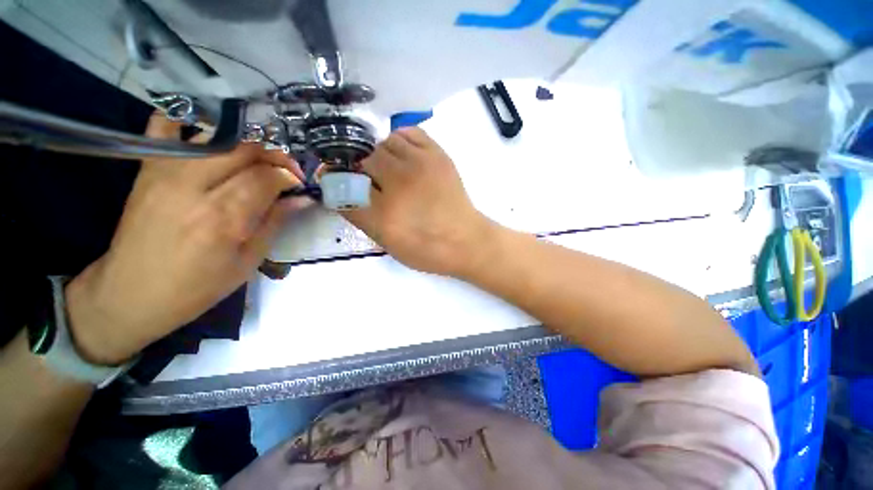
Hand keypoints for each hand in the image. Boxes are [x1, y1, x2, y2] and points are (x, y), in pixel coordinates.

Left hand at [65, 114, 308, 364]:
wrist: (130, 294)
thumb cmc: (196, 287)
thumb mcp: (247, 262)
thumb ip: (274, 222)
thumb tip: (301, 199)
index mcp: (221, 218)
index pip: (265, 177)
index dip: (289, 176)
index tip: (299, 185)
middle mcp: (192, 187)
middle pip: (243, 151)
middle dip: (274, 156)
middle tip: (286, 171)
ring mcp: (164, 173)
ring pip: (216, 139)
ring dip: (246, 146)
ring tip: (258, 163)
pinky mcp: (147, 170)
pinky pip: (164, 128)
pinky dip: (187, 122)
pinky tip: (208, 133)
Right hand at [342, 127, 494, 276]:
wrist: (465, 240)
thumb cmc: (426, 249)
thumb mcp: (387, 243)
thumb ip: (361, 216)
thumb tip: (340, 189)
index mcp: (384, 215)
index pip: (343, 187)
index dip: (337, 182)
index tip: (339, 183)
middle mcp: (399, 184)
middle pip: (363, 160)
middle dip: (362, 170)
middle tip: (373, 181)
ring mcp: (420, 165)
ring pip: (383, 143)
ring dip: (380, 155)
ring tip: (390, 170)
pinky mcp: (438, 155)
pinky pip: (408, 132)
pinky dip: (399, 140)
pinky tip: (404, 156)